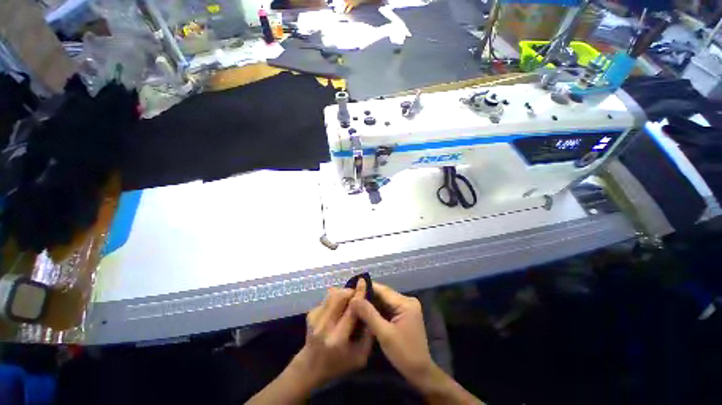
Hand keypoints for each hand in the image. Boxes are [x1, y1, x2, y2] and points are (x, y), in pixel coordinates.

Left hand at [290, 280, 372, 386]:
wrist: (310, 367)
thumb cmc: (338, 365)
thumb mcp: (360, 357)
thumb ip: (368, 335)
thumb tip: (371, 310)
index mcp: (338, 338)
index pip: (351, 309)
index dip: (359, 294)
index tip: (363, 282)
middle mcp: (324, 326)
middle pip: (339, 296)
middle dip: (350, 291)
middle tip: (357, 294)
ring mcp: (315, 319)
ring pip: (332, 294)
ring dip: (343, 292)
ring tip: (348, 299)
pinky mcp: (310, 314)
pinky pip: (327, 299)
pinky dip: (335, 299)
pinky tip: (337, 308)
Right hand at [349, 283, 433, 384]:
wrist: (420, 372)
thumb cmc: (404, 353)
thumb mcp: (384, 334)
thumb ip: (369, 314)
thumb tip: (354, 299)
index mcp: (406, 303)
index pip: (383, 290)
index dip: (367, 288)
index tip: (352, 287)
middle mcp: (407, 300)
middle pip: (384, 294)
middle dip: (368, 296)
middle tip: (352, 297)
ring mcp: (407, 307)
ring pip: (385, 301)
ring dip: (372, 303)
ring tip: (356, 302)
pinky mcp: (404, 314)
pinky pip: (388, 308)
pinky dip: (378, 310)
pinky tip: (366, 311)